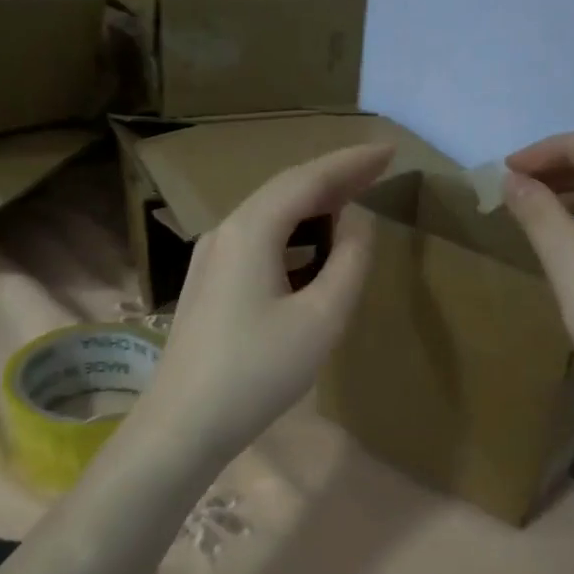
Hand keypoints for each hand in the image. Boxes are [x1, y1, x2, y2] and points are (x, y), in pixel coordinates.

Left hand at [131, 143, 394, 465]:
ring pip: (268, 217)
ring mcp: (209, 259)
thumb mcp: (320, 318)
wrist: (183, 423)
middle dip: (333, 180)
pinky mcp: (207, 285)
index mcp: (250, 230)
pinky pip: (256, 243)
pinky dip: (291, 237)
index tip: (390, 151)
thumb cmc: (258, 371)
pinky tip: (309, 253)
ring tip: (351, 207)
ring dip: (311, 209)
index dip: (351, 162)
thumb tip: (357, 221)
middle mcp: (224, 232)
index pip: (307, 179)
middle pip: (284, 192)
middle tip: (378, 172)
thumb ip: (348, 262)